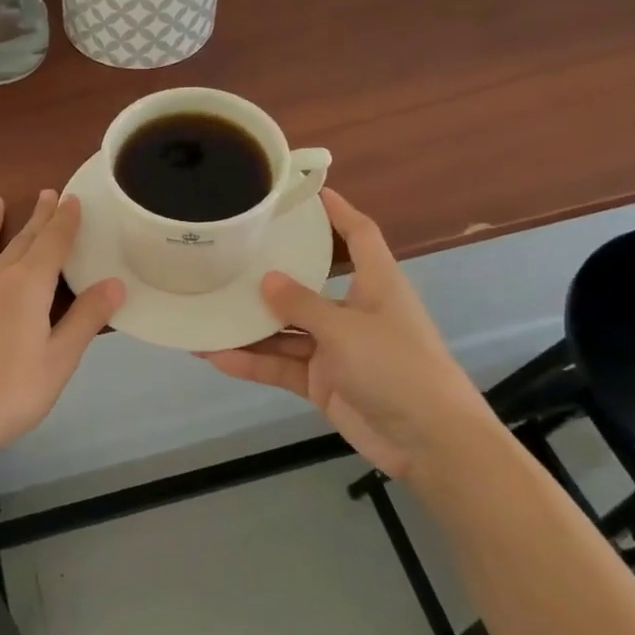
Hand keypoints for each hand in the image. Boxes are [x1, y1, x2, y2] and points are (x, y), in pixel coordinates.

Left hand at [0, 191, 124, 464]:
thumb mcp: (60, 360)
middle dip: (37, 219)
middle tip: (46, 194)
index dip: (64, 222)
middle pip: (20, 243)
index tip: (72, 199)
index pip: (53, 245)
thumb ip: (86, 318)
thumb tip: (114, 283)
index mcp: (28, 289)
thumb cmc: (11, 393)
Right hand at [201, 189, 493, 481]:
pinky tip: (215, 356)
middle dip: (272, 274)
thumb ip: (302, 305)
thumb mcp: (347, 330)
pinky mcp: (321, 381)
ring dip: (250, 327)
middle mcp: (354, 311)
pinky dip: (252, 362)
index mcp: (376, 285)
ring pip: (285, 330)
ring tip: (206, 311)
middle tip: (230, 256)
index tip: (307, 192)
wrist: (428, 442)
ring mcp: (336, 349)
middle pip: (308, 284)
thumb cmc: (398, 368)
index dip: (338, 212)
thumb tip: (266, 279)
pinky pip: (280, 365)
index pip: (359, 235)